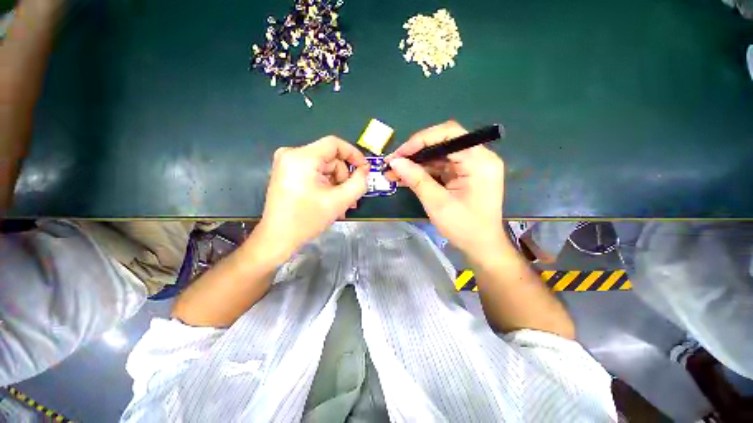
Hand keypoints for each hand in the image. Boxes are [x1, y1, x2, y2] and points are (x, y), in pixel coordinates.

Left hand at [256, 136, 368, 261]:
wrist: (278, 238)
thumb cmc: (307, 219)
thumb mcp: (339, 201)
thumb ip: (359, 183)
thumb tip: (364, 170)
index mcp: (302, 157)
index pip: (335, 144)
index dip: (354, 154)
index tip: (364, 169)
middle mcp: (291, 154)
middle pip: (330, 158)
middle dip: (343, 178)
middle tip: (350, 198)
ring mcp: (287, 163)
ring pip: (324, 167)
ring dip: (336, 184)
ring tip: (340, 204)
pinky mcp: (287, 172)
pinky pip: (314, 172)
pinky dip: (325, 185)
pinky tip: (330, 201)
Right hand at [385, 121, 506, 255]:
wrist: (482, 246)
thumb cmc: (464, 228)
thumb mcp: (437, 203)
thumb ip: (416, 179)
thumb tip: (395, 162)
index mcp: (479, 161)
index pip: (449, 134)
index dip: (421, 140)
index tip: (400, 154)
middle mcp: (478, 157)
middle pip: (442, 143)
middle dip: (415, 153)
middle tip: (392, 163)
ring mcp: (471, 166)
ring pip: (438, 156)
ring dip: (415, 164)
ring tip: (393, 173)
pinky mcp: (464, 175)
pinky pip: (440, 167)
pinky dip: (423, 172)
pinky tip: (405, 178)